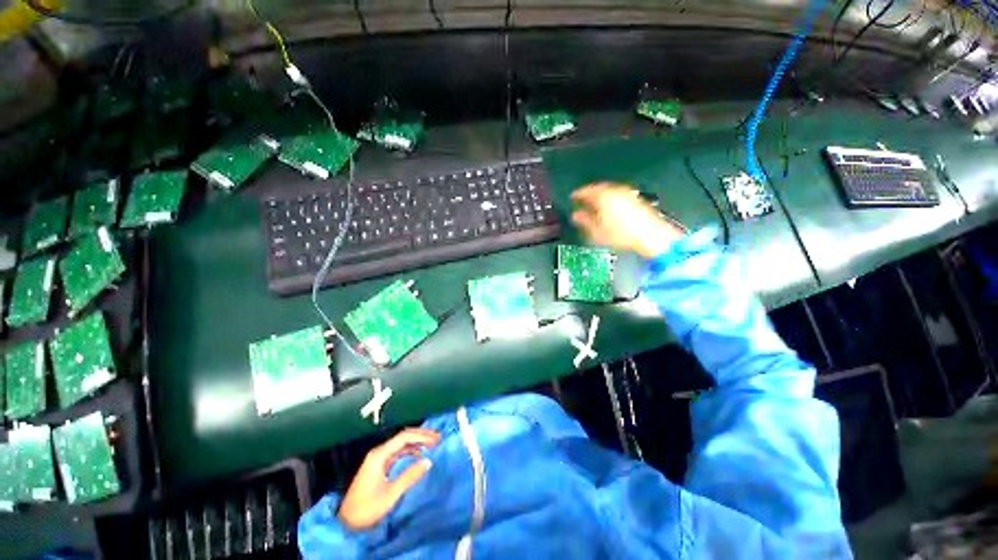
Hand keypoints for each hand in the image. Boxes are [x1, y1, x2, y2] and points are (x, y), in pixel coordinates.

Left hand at [338, 428, 440, 530]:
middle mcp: (379, 452)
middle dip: (421, 436)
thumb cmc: (368, 507)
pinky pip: (398, 452)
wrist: (347, 522)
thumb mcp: (391, 494)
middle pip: (403, 437)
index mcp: (380, 455)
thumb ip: (410, 476)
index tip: (436, 439)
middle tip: (438, 437)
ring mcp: (379, 458)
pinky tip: (419, 454)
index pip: (404, 437)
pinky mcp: (379, 465)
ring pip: (401, 444)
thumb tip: (429, 461)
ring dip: (417, 442)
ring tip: (432, 444)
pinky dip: (410, 450)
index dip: (422, 436)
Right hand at [571, 183, 684, 258]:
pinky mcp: (636, 199)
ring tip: (595, 206)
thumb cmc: (623, 234)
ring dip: (600, 197)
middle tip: (583, 201)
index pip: (586, 191)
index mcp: (603, 196)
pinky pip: (618, 195)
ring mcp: (628, 194)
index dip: (577, 195)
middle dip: (590, 195)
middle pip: (598, 189)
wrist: (650, 236)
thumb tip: (576, 216)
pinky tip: (609, 209)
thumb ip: (584, 221)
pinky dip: (611, 200)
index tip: (573, 198)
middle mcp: (616, 191)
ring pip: (609, 191)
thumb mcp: (597, 231)